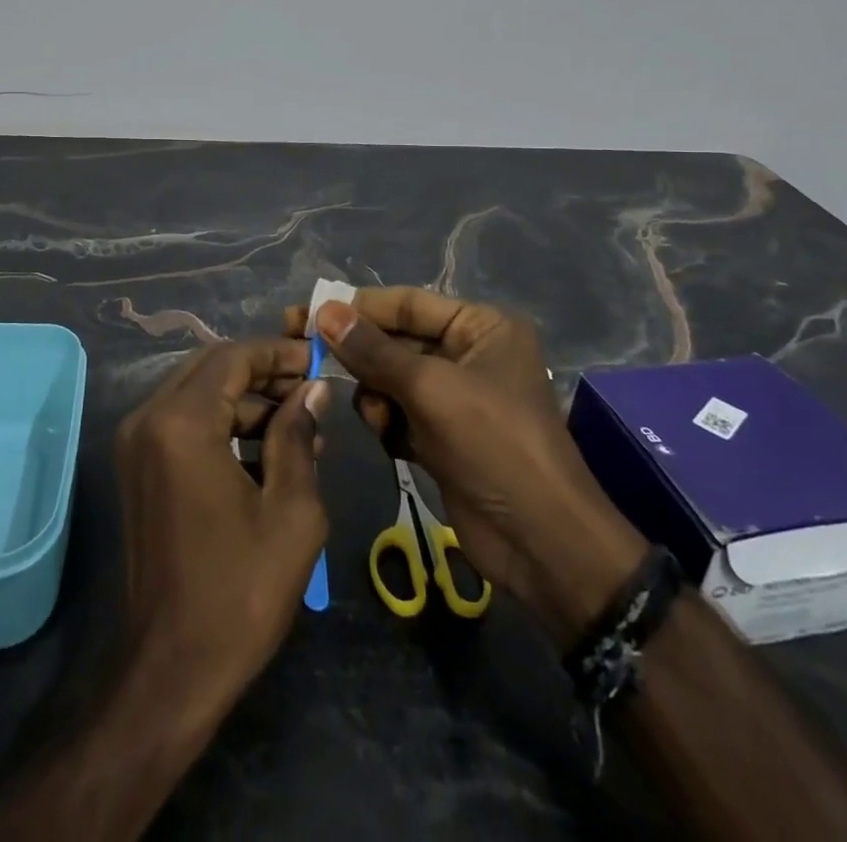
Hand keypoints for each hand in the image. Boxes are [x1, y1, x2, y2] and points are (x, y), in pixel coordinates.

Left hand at [115, 340, 331, 724]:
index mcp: (182, 423)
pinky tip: (265, 451)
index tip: (317, 361)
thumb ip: (299, 436)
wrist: (173, 670)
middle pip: (211, 368)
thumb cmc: (240, 591)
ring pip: (196, 393)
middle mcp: (148, 419)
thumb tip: (312, 390)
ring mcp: (135, 444)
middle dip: (262, 372)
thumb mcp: (291, 511)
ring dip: (245, 400)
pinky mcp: (136, 468)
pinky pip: (183, 423)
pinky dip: (221, 424)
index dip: (278, 353)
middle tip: (309, 390)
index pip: (233, 357)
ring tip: (299, 427)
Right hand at [287, 289, 645, 650]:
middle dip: (360, 354)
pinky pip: (399, 413)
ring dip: (375, 395)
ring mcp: (456, 397)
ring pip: (391, 379)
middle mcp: (469, 353)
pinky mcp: (443, 435)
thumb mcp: (431, 389)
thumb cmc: (494, 444)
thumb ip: (374, 350)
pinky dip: (389, 423)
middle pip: (396, 341)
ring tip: (376, 416)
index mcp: (481, 327)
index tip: (306, 311)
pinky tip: (393, 442)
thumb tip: (324, 310)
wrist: (541, 543)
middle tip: (305, 352)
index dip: (357, 306)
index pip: (407, 302)